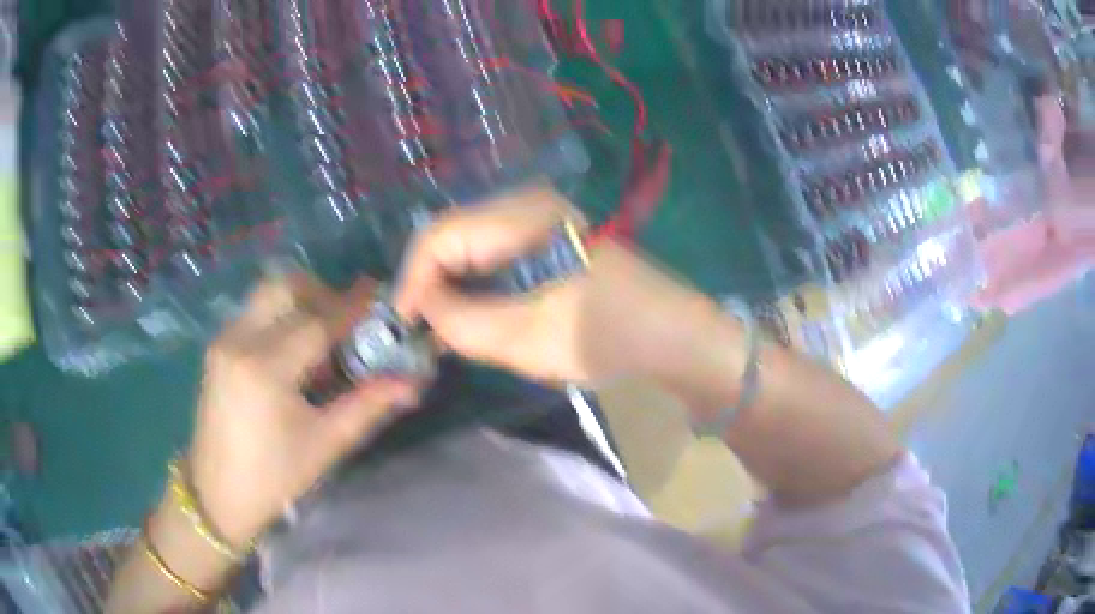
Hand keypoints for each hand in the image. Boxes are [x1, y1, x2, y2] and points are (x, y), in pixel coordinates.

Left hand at [187, 276, 420, 546]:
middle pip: (285, 288)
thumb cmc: (273, 478)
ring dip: (300, 303)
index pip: (317, 322)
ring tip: (321, 340)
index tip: (379, 295)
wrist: (216, 494)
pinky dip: (280, 317)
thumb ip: (368, 406)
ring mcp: (223, 341)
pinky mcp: (217, 347)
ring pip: (267, 294)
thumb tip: (412, 383)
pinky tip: (293, 354)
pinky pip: (254, 313)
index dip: (352, 307)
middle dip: (322, 295)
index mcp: (265, 369)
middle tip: (346, 323)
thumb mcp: (325, 445)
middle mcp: (239, 341)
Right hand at [394, 185, 727, 386]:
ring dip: (450, 284)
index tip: (404, 326)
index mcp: (522, 215)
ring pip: (469, 245)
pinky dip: (475, 283)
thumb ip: (460, 322)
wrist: (669, 333)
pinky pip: (493, 253)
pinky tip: (473, 312)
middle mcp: (525, 203)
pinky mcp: (547, 235)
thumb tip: (424, 309)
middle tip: (420, 330)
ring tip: (441, 326)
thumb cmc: (603, 334)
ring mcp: (539, 216)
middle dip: (429, 283)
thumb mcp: (523, 337)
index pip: (440, 236)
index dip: (413, 281)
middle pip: (451, 236)